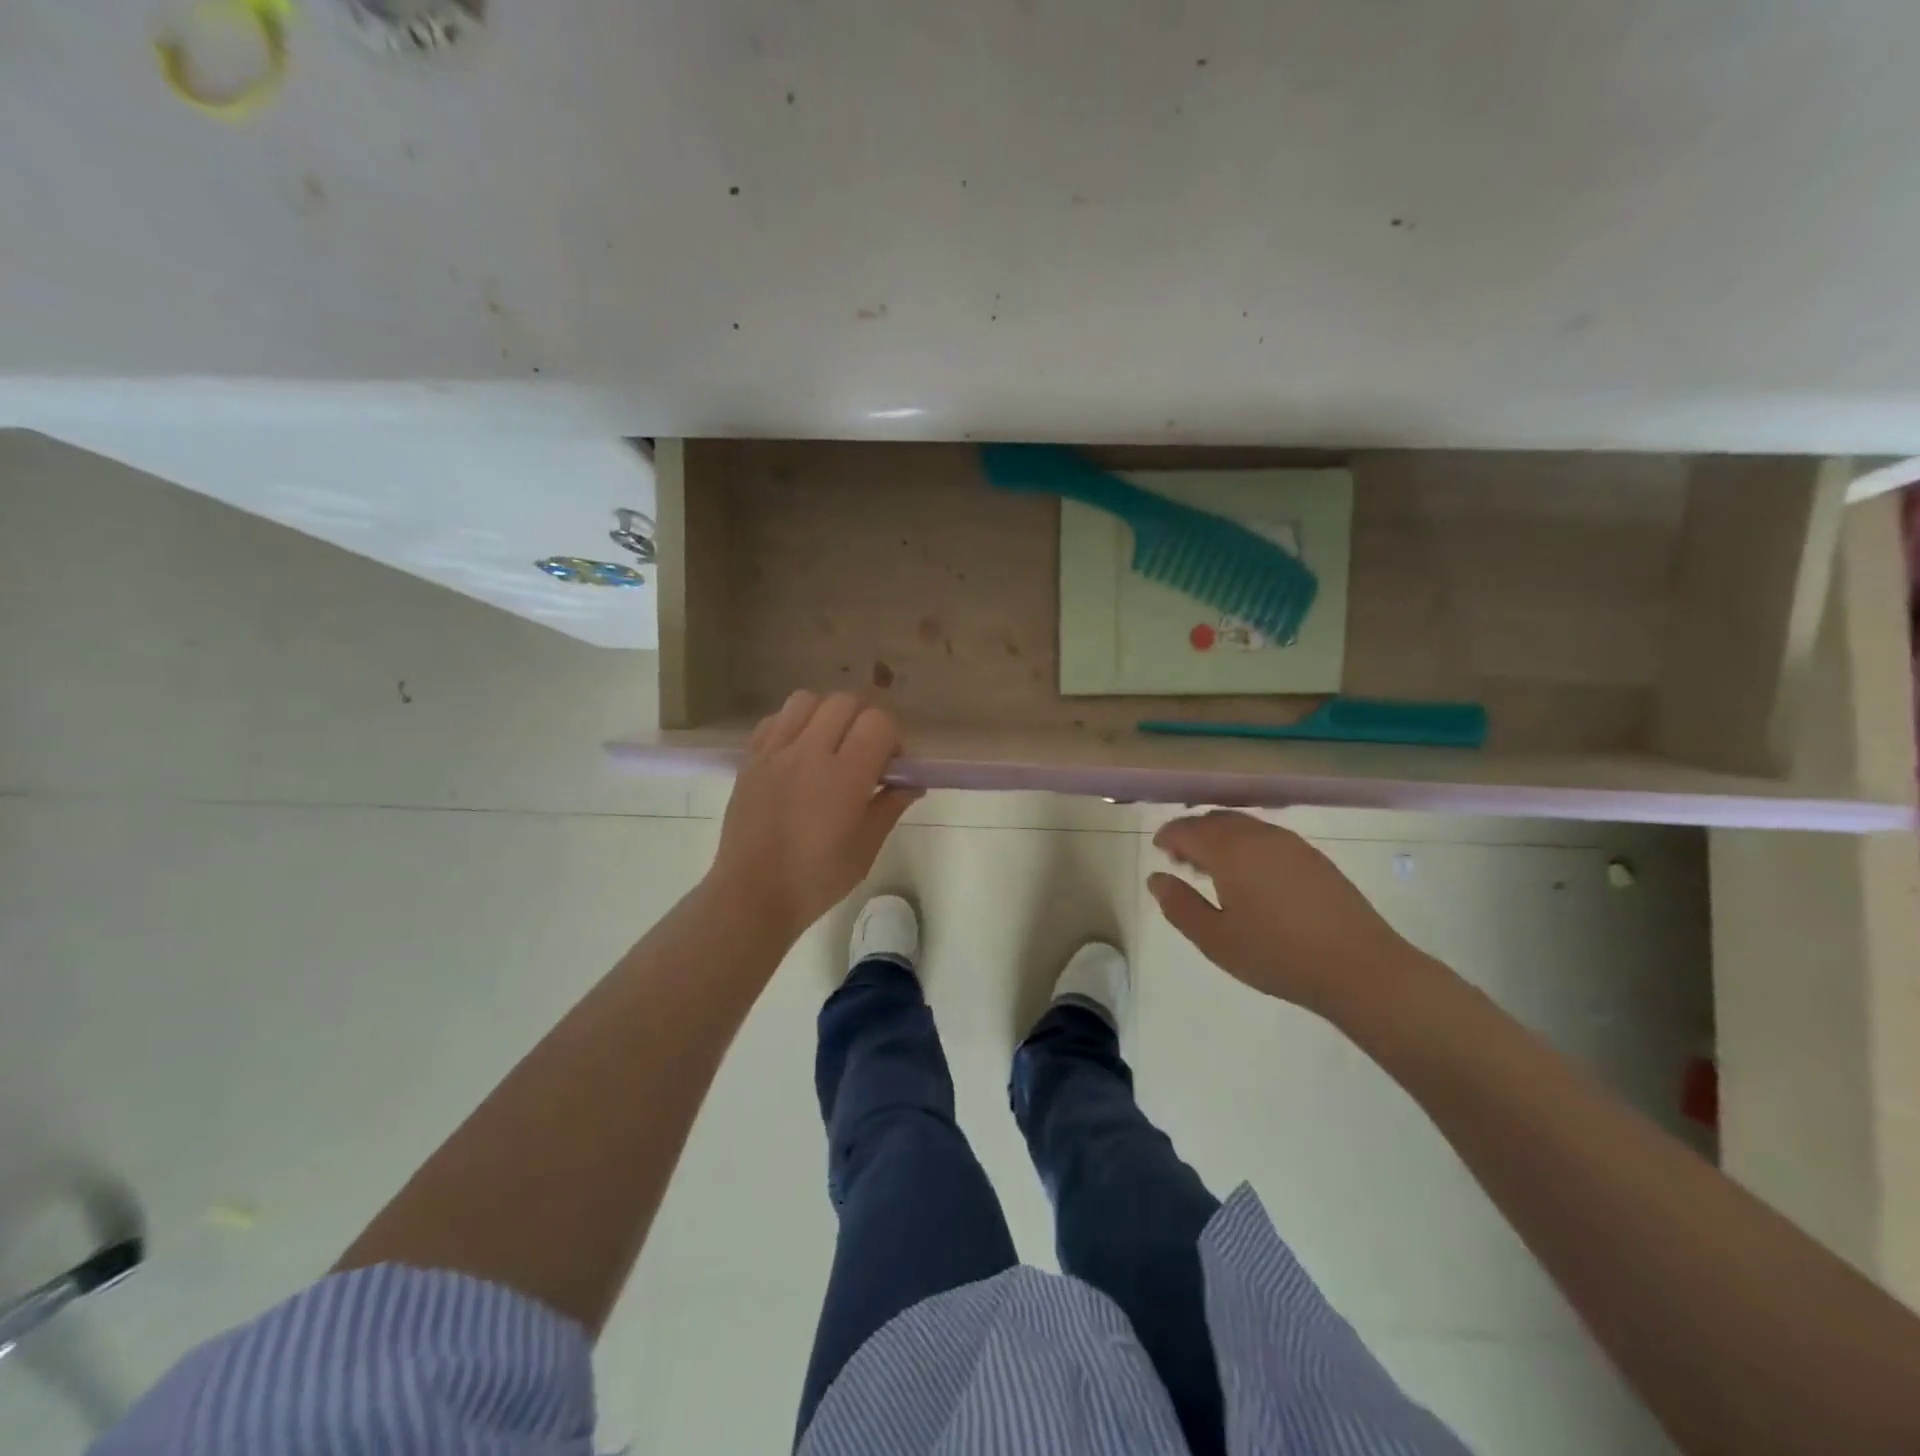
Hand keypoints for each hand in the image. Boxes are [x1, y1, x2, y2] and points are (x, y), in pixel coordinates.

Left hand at [708, 692, 920, 939]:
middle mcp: (809, 753)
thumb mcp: (866, 847)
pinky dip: (793, 724)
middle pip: (845, 702)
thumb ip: (890, 805)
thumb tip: (913, 782)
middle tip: (864, 754)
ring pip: (807, 700)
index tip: (891, 765)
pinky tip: (798, 752)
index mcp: (844, 777)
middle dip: (864, 721)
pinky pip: (775, 720)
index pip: (878, 723)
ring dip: (827, 714)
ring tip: (829, 745)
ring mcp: (775, 752)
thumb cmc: (816, 879)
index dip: (892, 738)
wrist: (752, 894)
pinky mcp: (750, 759)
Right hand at [1147, 810, 1433, 1016]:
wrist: (1360, 968)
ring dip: (1221, 839)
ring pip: (1244, 826)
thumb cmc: (1277, 955)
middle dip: (1193, 834)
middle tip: (1182, 862)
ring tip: (1215, 871)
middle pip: (1216, 820)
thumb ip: (1180, 906)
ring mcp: (1291, 844)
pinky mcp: (1313, 857)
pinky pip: (1267, 837)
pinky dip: (1247, 845)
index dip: (1168, 836)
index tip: (1158, 850)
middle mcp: (1258, 836)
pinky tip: (1252, 878)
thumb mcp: (1216, 939)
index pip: (1187, 829)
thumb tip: (1156, 878)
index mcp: (1230, 851)